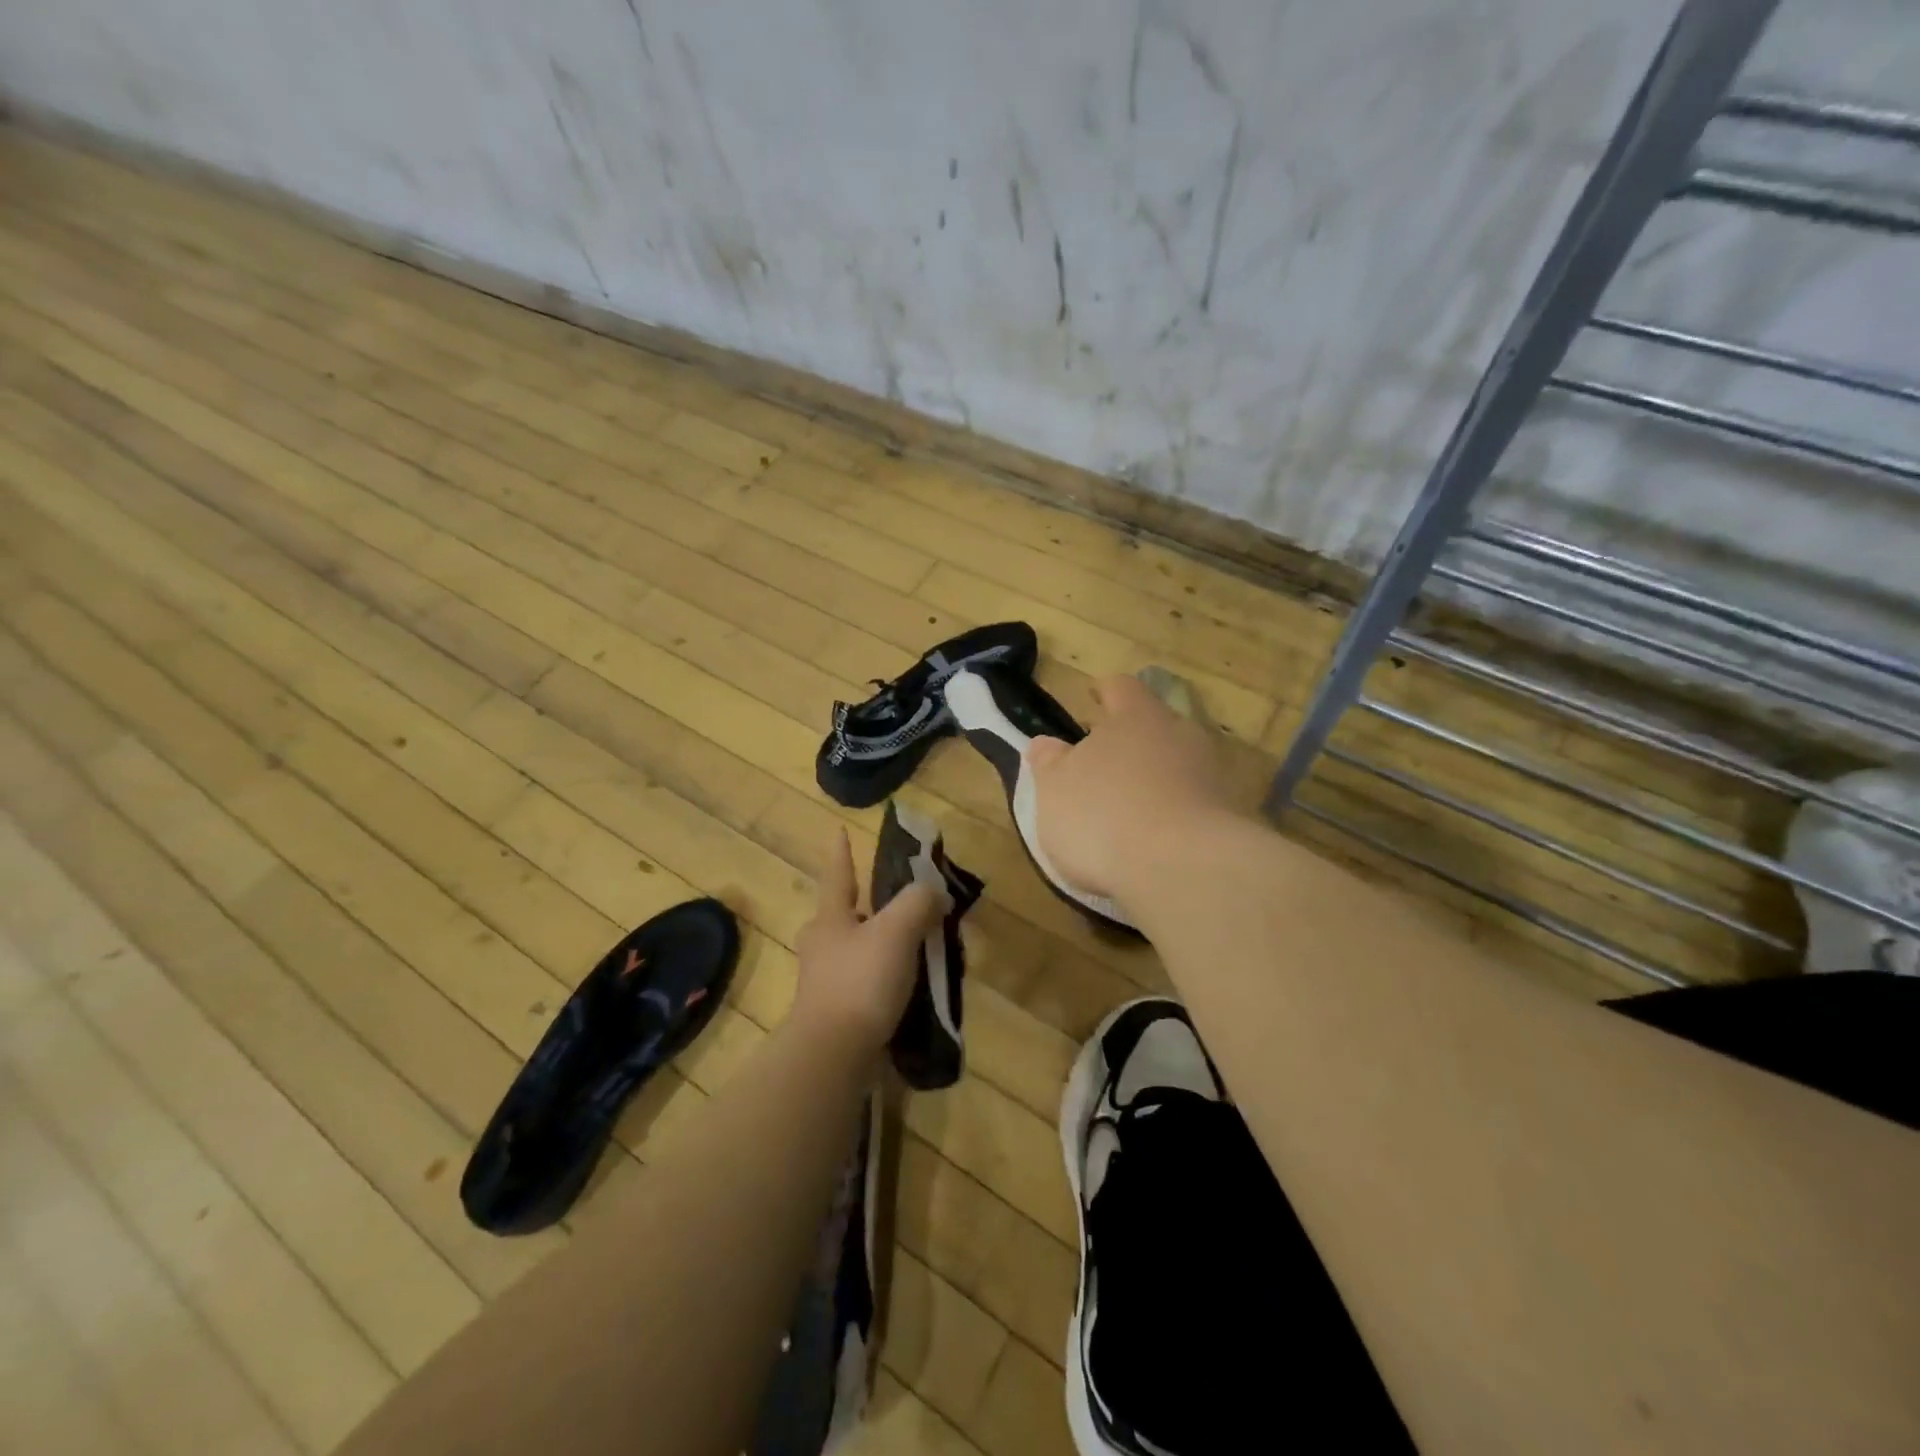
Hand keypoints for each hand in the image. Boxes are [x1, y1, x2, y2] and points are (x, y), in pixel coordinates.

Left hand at [792, 828, 949, 1054]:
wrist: (833, 1055)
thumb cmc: (860, 981)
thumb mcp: (896, 931)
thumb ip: (918, 903)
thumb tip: (935, 894)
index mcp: (830, 919)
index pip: (838, 875)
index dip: (842, 852)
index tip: (839, 831)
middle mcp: (821, 946)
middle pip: (843, 915)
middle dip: (864, 906)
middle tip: (894, 903)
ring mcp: (825, 982)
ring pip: (856, 951)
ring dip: (880, 945)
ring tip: (914, 947)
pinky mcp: (836, 1013)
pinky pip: (864, 984)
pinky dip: (884, 978)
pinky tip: (908, 987)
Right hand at [1026, 674, 1237, 912]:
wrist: (1185, 870)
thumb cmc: (1104, 816)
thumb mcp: (1055, 790)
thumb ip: (1049, 763)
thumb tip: (1045, 744)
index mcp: (1135, 717)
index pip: (1121, 688)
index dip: (1105, 692)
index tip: (1093, 696)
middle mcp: (1179, 735)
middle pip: (1154, 726)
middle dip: (1131, 742)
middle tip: (1104, 763)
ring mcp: (1210, 776)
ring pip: (1176, 766)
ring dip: (1154, 781)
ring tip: (1127, 810)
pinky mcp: (1228, 818)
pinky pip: (1192, 806)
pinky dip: (1173, 816)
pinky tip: (1154, 843)